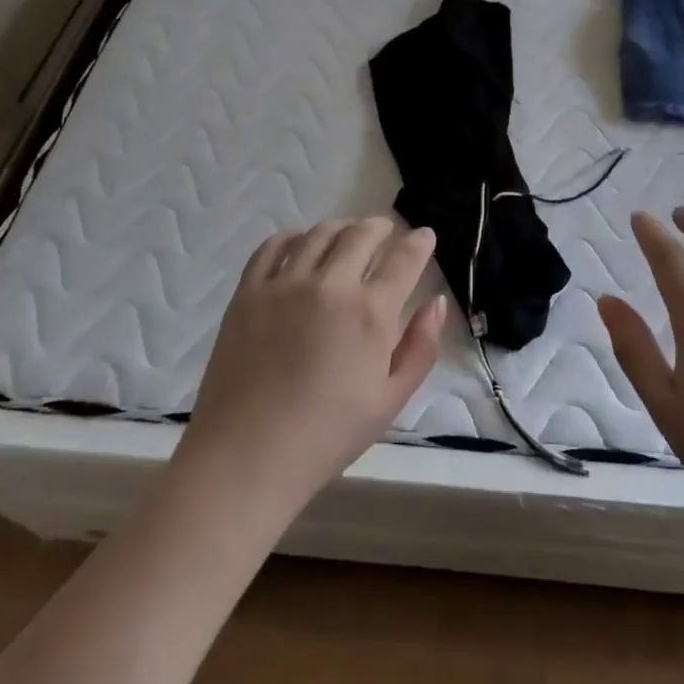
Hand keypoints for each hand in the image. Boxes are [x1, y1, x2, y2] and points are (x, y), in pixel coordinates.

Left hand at [176, 219, 445, 521]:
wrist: (247, 456)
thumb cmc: (327, 436)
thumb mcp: (390, 400)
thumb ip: (420, 347)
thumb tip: (436, 302)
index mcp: (370, 313)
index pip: (403, 260)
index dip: (419, 242)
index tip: (424, 235)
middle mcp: (330, 285)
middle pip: (361, 235)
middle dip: (381, 227)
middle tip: (387, 231)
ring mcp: (285, 284)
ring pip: (319, 234)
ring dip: (341, 227)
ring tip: (347, 233)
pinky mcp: (249, 291)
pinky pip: (273, 247)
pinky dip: (292, 237)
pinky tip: (299, 244)